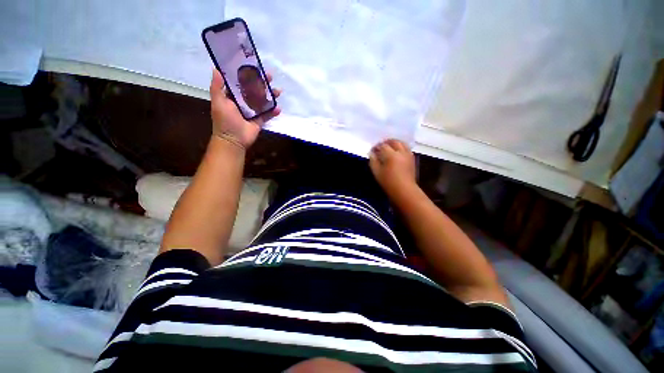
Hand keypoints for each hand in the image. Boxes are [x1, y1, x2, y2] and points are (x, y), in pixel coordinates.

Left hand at [209, 68, 281, 148]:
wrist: (234, 140)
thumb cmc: (225, 121)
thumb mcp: (218, 102)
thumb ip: (217, 87)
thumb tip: (216, 69)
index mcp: (232, 96)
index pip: (240, 82)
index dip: (247, 74)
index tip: (255, 67)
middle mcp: (242, 102)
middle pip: (254, 90)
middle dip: (262, 83)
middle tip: (270, 76)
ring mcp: (252, 112)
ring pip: (262, 101)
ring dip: (270, 96)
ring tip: (278, 91)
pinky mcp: (259, 121)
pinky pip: (267, 115)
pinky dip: (273, 112)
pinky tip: (279, 108)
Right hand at [369, 139, 416, 195]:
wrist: (404, 190)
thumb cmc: (388, 182)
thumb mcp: (377, 172)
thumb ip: (373, 161)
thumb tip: (372, 153)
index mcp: (391, 155)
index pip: (383, 146)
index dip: (377, 146)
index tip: (373, 150)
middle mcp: (401, 152)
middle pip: (394, 141)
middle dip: (386, 142)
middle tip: (381, 146)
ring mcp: (408, 155)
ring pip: (402, 143)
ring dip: (395, 143)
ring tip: (389, 147)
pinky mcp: (412, 159)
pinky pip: (407, 148)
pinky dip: (401, 147)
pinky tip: (397, 152)